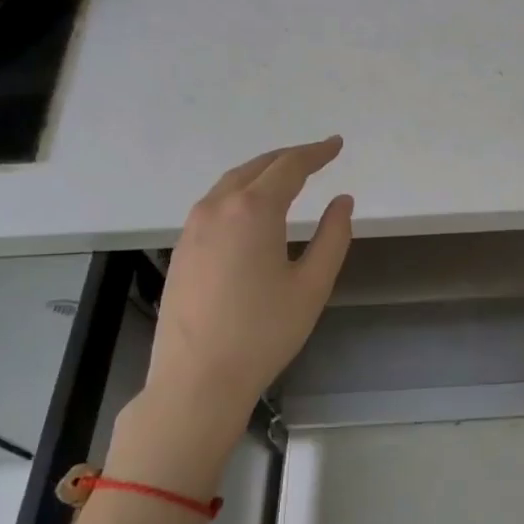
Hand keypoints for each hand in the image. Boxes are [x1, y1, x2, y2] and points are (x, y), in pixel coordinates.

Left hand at [111, 137, 351, 490]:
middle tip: (317, 156)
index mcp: (253, 210)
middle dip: (289, 158)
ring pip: (231, 183)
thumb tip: (342, 201)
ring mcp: (193, 227)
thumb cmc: (263, 332)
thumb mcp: (312, 285)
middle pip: (257, 167)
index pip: (289, 166)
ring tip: (288, 177)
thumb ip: (333, 236)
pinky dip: (240, 193)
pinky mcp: (182, 248)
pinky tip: (252, 210)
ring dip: (262, 173)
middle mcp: (217, 207)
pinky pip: (215, 204)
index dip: (316, 152)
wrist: (197, 379)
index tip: (337, 145)